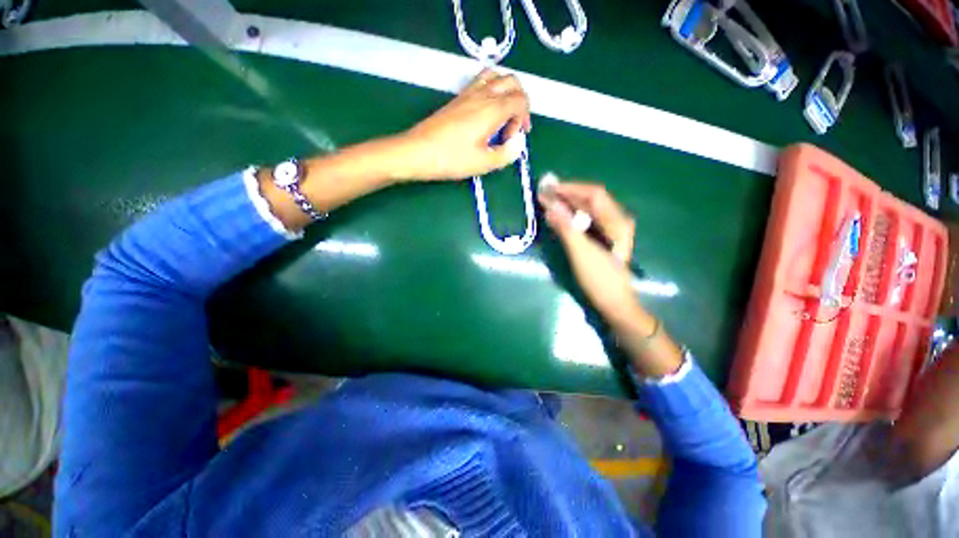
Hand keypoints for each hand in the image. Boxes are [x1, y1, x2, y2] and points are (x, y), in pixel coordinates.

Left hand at [401, 69, 531, 180]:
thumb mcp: (483, 164)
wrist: (418, 151)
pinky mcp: (458, 98)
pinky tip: (486, 112)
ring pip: (496, 76)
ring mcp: (468, 93)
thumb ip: (506, 154)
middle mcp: (482, 94)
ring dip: (507, 92)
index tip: (513, 138)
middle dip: (520, 102)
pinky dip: (492, 90)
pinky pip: (481, 81)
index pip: (520, 100)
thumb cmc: (451, 159)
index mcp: (492, 109)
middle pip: (512, 82)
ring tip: (503, 115)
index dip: (524, 119)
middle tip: (514, 126)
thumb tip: (518, 145)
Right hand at [541, 180, 684, 377]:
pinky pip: (586, 221)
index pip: (593, 194)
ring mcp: (610, 229)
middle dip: (567, 195)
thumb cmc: (600, 279)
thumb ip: (566, 228)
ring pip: (587, 210)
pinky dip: (571, 217)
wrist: (614, 304)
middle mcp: (616, 220)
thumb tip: (550, 206)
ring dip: (568, 205)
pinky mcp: (603, 238)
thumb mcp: (581, 253)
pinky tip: (559, 218)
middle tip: (544, 195)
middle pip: (591, 200)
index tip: (549, 189)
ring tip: (548, 204)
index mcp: (617, 221)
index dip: (570, 189)